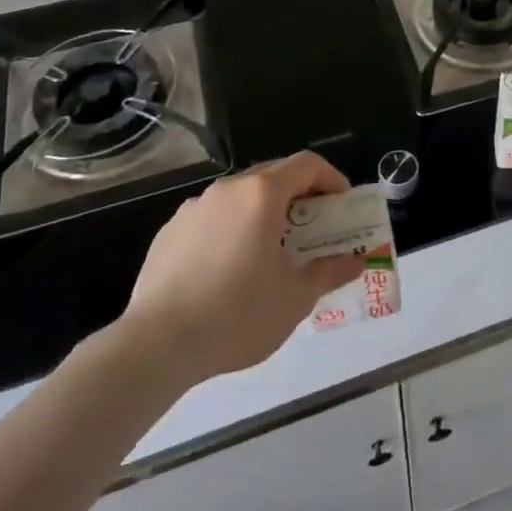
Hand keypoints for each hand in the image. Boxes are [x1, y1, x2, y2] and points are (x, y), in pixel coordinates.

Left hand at [117, 152, 365, 383]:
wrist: (156, 346)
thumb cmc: (237, 315)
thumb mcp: (296, 298)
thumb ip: (330, 272)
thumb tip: (355, 261)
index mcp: (262, 194)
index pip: (307, 164)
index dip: (331, 178)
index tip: (341, 206)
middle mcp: (228, 190)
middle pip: (273, 176)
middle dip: (299, 196)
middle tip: (313, 229)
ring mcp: (193, 209)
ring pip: (240, 198)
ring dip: (263, 214)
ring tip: (270, 252)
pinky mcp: (168, 233)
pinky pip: (211, 220)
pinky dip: (230, 231)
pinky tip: (228, 271)